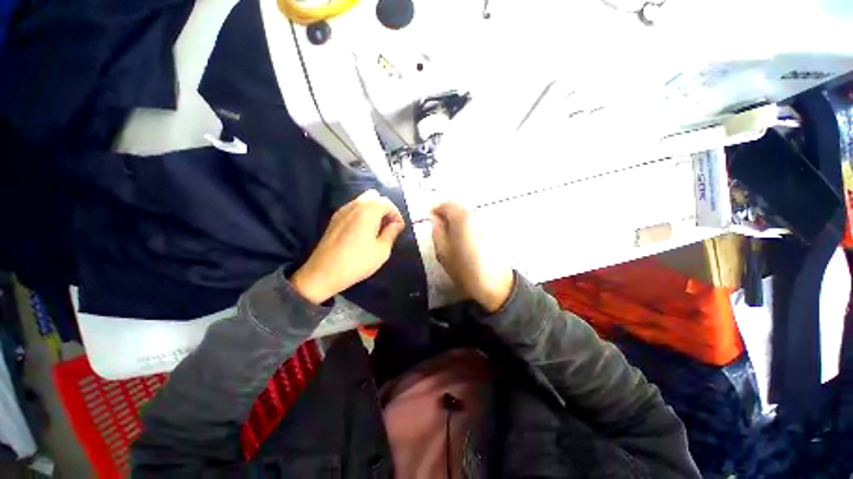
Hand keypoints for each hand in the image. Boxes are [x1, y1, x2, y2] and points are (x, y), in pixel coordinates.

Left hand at [291, 190, 405, 303]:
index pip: (387, 203)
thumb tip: (397, 224)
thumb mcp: (382, 250)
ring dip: (373, 210)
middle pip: (374, 197)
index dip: (396, 214)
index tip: (399, 228)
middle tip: (388, 225)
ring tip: (377, 229)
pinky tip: (363, 231)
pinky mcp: (334, 219)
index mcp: (368, 211)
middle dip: (385, 208)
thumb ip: (391, 233)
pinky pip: (353, 208)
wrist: (323, 273)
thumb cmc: (357, 262)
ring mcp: (342, 211)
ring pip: (362, 201)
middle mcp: (354, 205)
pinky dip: (362, 213)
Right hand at [431, 202, 513, 312]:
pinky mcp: (492, 230)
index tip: (430, 220)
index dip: (435, 211)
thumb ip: (436, 231)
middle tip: (439, 229)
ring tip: (451, 237)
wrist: (495, 283)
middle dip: (446, 215)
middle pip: (457, 208)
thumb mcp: (443, 252)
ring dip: (456, 221)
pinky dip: (466, 226)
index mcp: (462, 218)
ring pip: (466, 215)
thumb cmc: (464, 269)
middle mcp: (475, 214)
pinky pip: (474, 222)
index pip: (445, 205)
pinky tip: (464, 240)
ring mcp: (486, 221)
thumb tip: (434, 219)